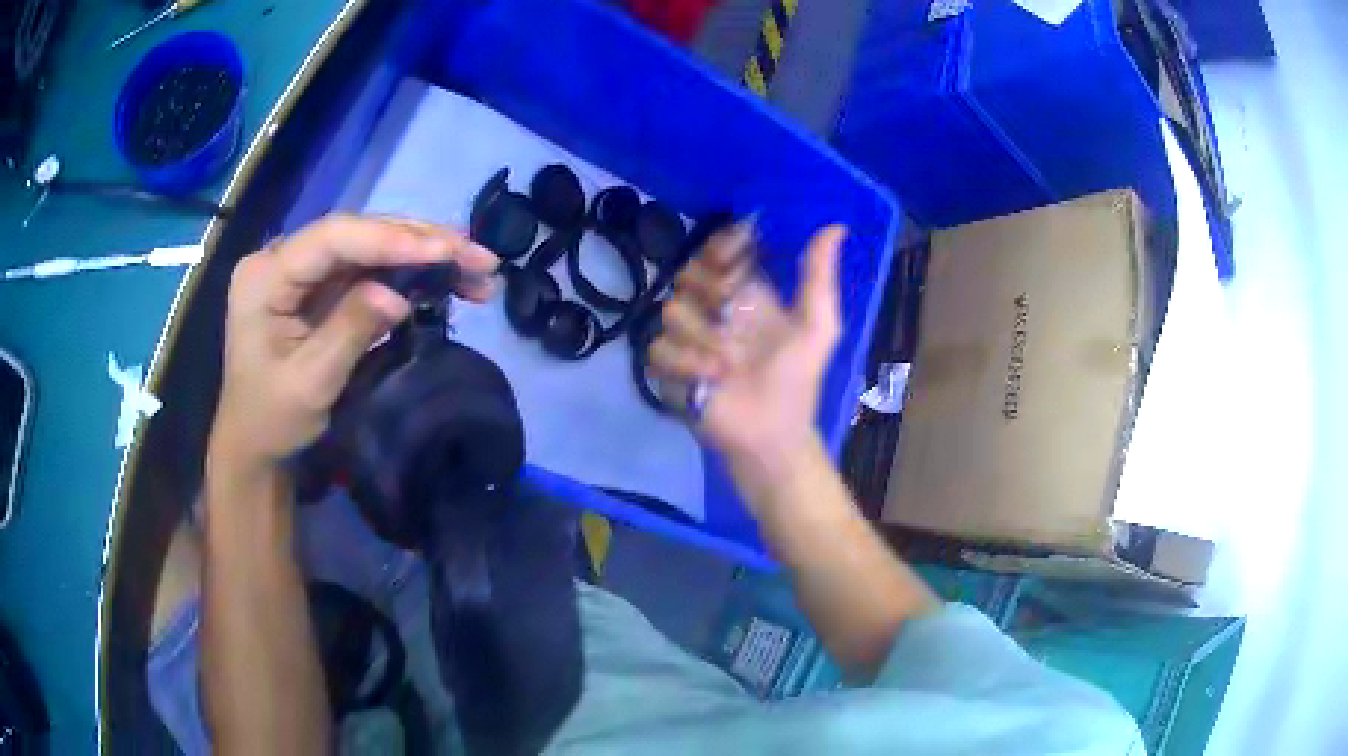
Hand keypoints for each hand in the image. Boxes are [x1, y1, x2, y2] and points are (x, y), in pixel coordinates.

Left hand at [209, 214, 497, 471]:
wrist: (255, 446)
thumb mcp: (309, 383)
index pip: (333, 239)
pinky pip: (369, 269)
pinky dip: (409, 274)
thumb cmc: (272, 420)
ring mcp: (303, 271)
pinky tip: (445, 280)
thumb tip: (397, 296)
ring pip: (370, 247)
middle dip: (420, 242)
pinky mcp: (320, 287)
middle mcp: (283, 259)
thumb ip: (349, 331)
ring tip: (476, 269)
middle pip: (357, 233)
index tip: (447, 250)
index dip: (391, 239)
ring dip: (423, 255)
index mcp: (265, 276)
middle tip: (478, 257)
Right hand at [650, 223, 845, 484]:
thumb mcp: (817, 327)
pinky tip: (709, 380)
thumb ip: (819, 278)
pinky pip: (660, 347)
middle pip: (687, 274)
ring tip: (729, 364)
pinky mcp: (669, 367)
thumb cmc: (796, 380)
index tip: (731, 257)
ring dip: (703, 338)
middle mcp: (712, 308)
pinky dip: (685, 363)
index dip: (719, 248)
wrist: (772, 434)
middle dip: (707, 289)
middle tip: (730, 311)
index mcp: (745, 294)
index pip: (718, 252)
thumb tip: (836, 227)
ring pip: (672, 310)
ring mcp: (688, 338)